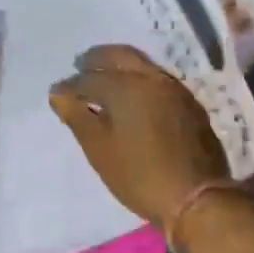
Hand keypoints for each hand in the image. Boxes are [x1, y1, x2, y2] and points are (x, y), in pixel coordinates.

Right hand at [48, 44, 229, 229]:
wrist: (196, 196)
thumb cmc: (138, 174)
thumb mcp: (99, 149)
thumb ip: (76, 116)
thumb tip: (58, 93)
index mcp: (125, 86)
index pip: (88, 78)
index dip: (69, 86)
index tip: (57, 94)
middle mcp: (151, 78)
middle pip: (119, 56)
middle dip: (96, 59)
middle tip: (80, 66)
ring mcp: (174, 89)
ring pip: (141, 64)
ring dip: (119, 65)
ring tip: (103, 79)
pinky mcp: (189, 104)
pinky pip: (157, 79)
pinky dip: (138, 78)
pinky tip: (132, 95)